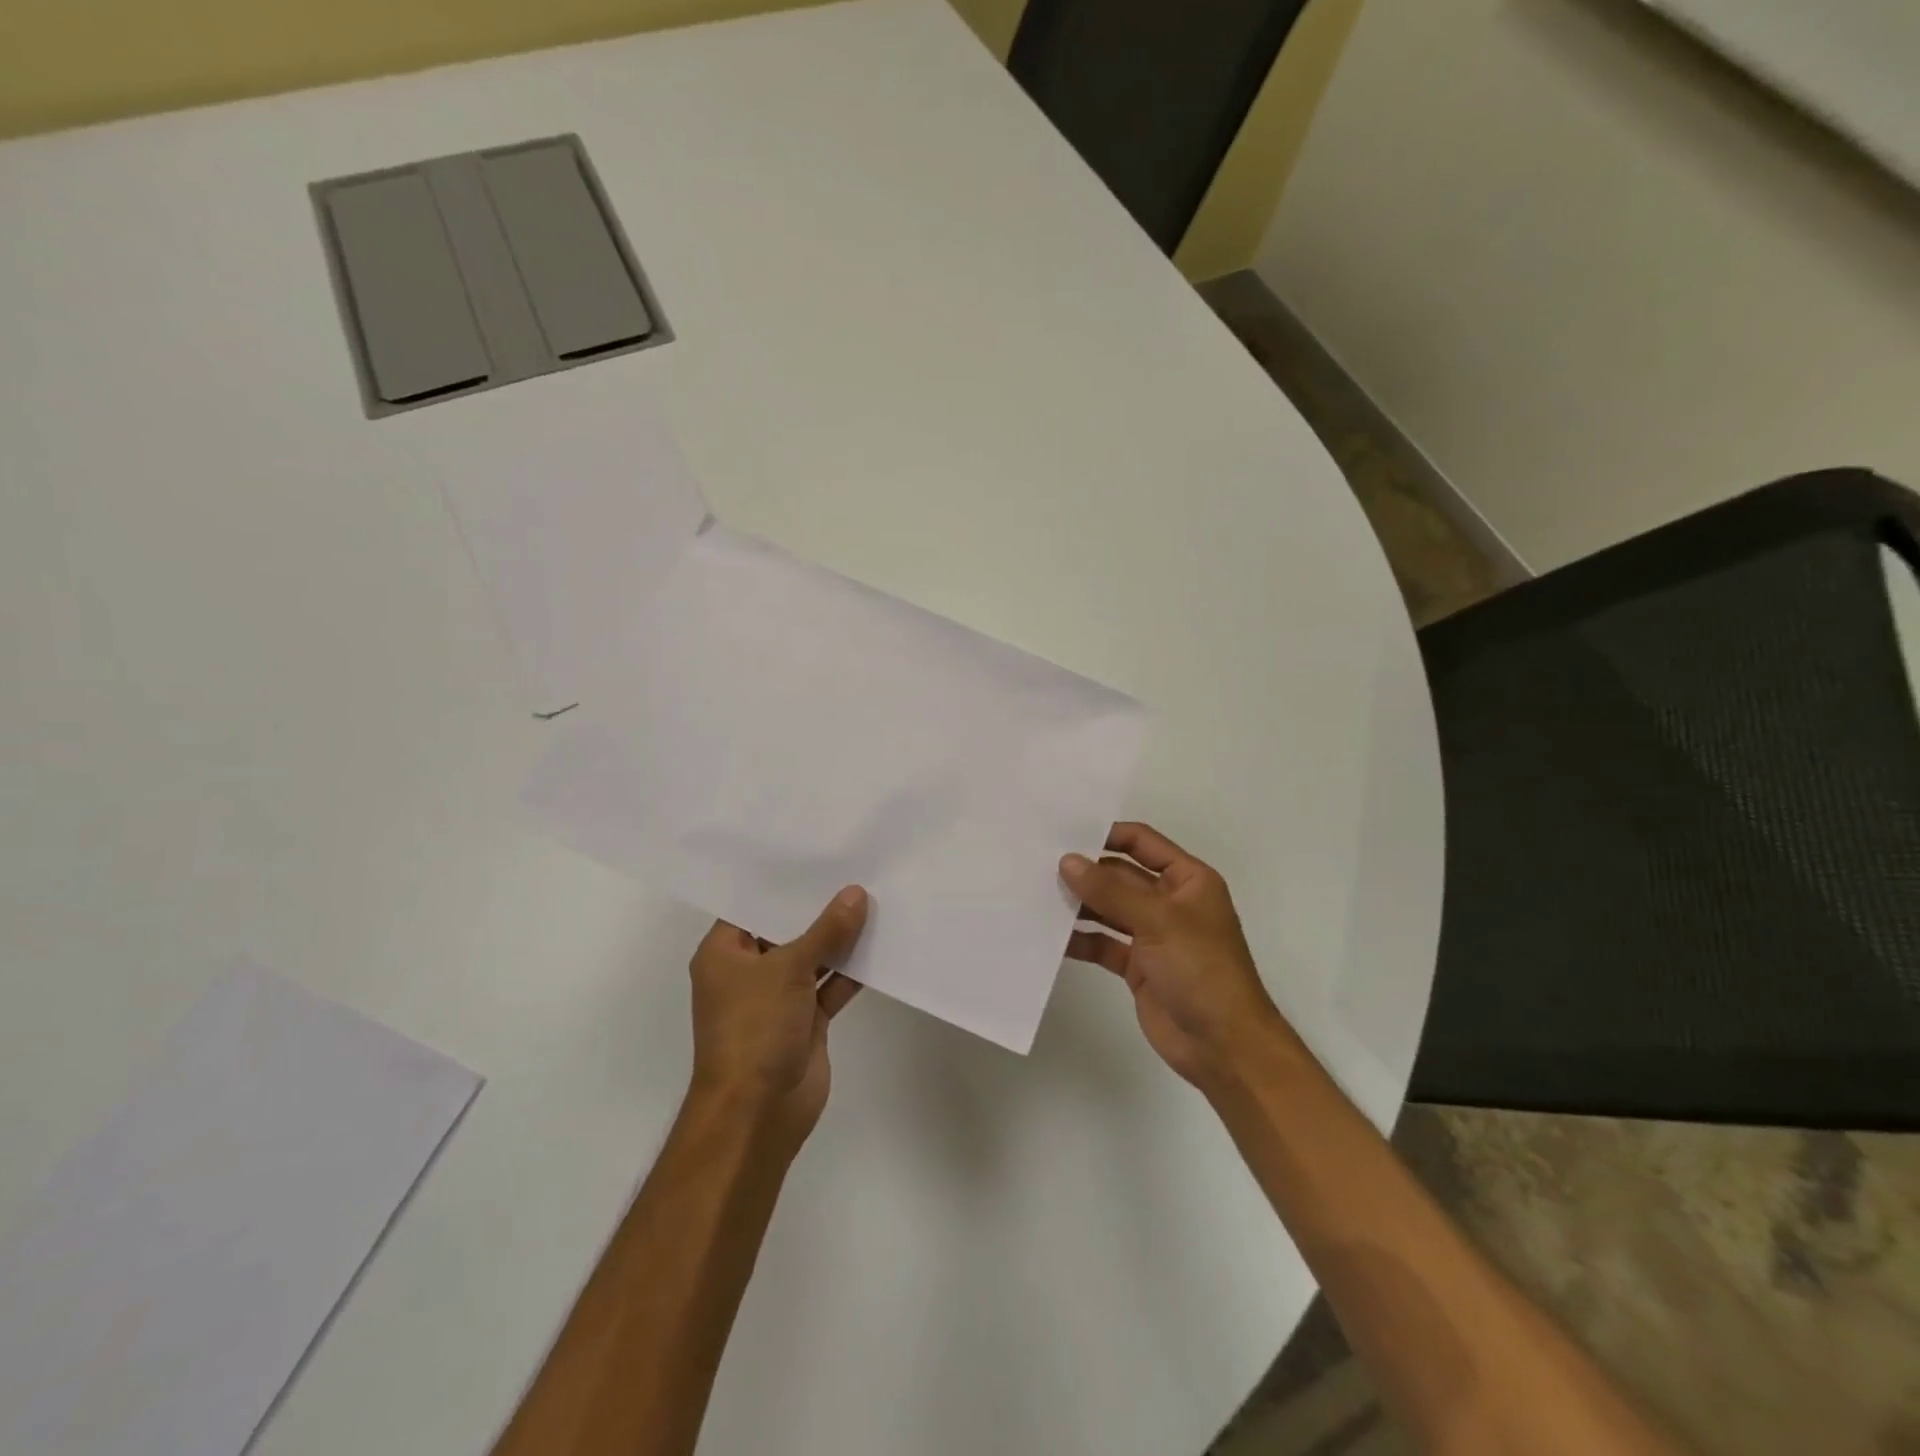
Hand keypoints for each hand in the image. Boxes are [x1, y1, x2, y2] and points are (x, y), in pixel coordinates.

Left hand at [688, 887, 868, 1145]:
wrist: (758, 1113)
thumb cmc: (755, 1029)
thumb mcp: (788, 969)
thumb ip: (826, 931)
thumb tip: (856, 894)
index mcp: (725, 953)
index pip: (752, 906)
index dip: (783, 883)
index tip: (817, 854)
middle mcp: (749, 972)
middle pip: (786, 930)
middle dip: (818, 908)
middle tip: (854, 870)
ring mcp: (778, 998)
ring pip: (813, 958)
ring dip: (840, 940)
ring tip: (875, 899)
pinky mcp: (805, 1020)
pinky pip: (830, 986)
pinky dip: (851, 971)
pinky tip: (880, 945)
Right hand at [1062, 823, 1293, 1094]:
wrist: (1223, 1046)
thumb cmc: (1201, 969)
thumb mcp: (1158, 921)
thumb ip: (1110, 890)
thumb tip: (1067, 861)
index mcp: (1188, 880)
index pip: (1142, 843)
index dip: (1107, 835)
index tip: (1065, 833)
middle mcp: (1170, 901)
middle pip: (1121, 875)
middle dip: (1086, 871)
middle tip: (1039, 864)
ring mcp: (1153, 935)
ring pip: (1109, 909)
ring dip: (1080, 904)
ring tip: (1038, 895)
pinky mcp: (1137, 965)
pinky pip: (1103, 943)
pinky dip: (1081, 939)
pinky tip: (1051, 936)